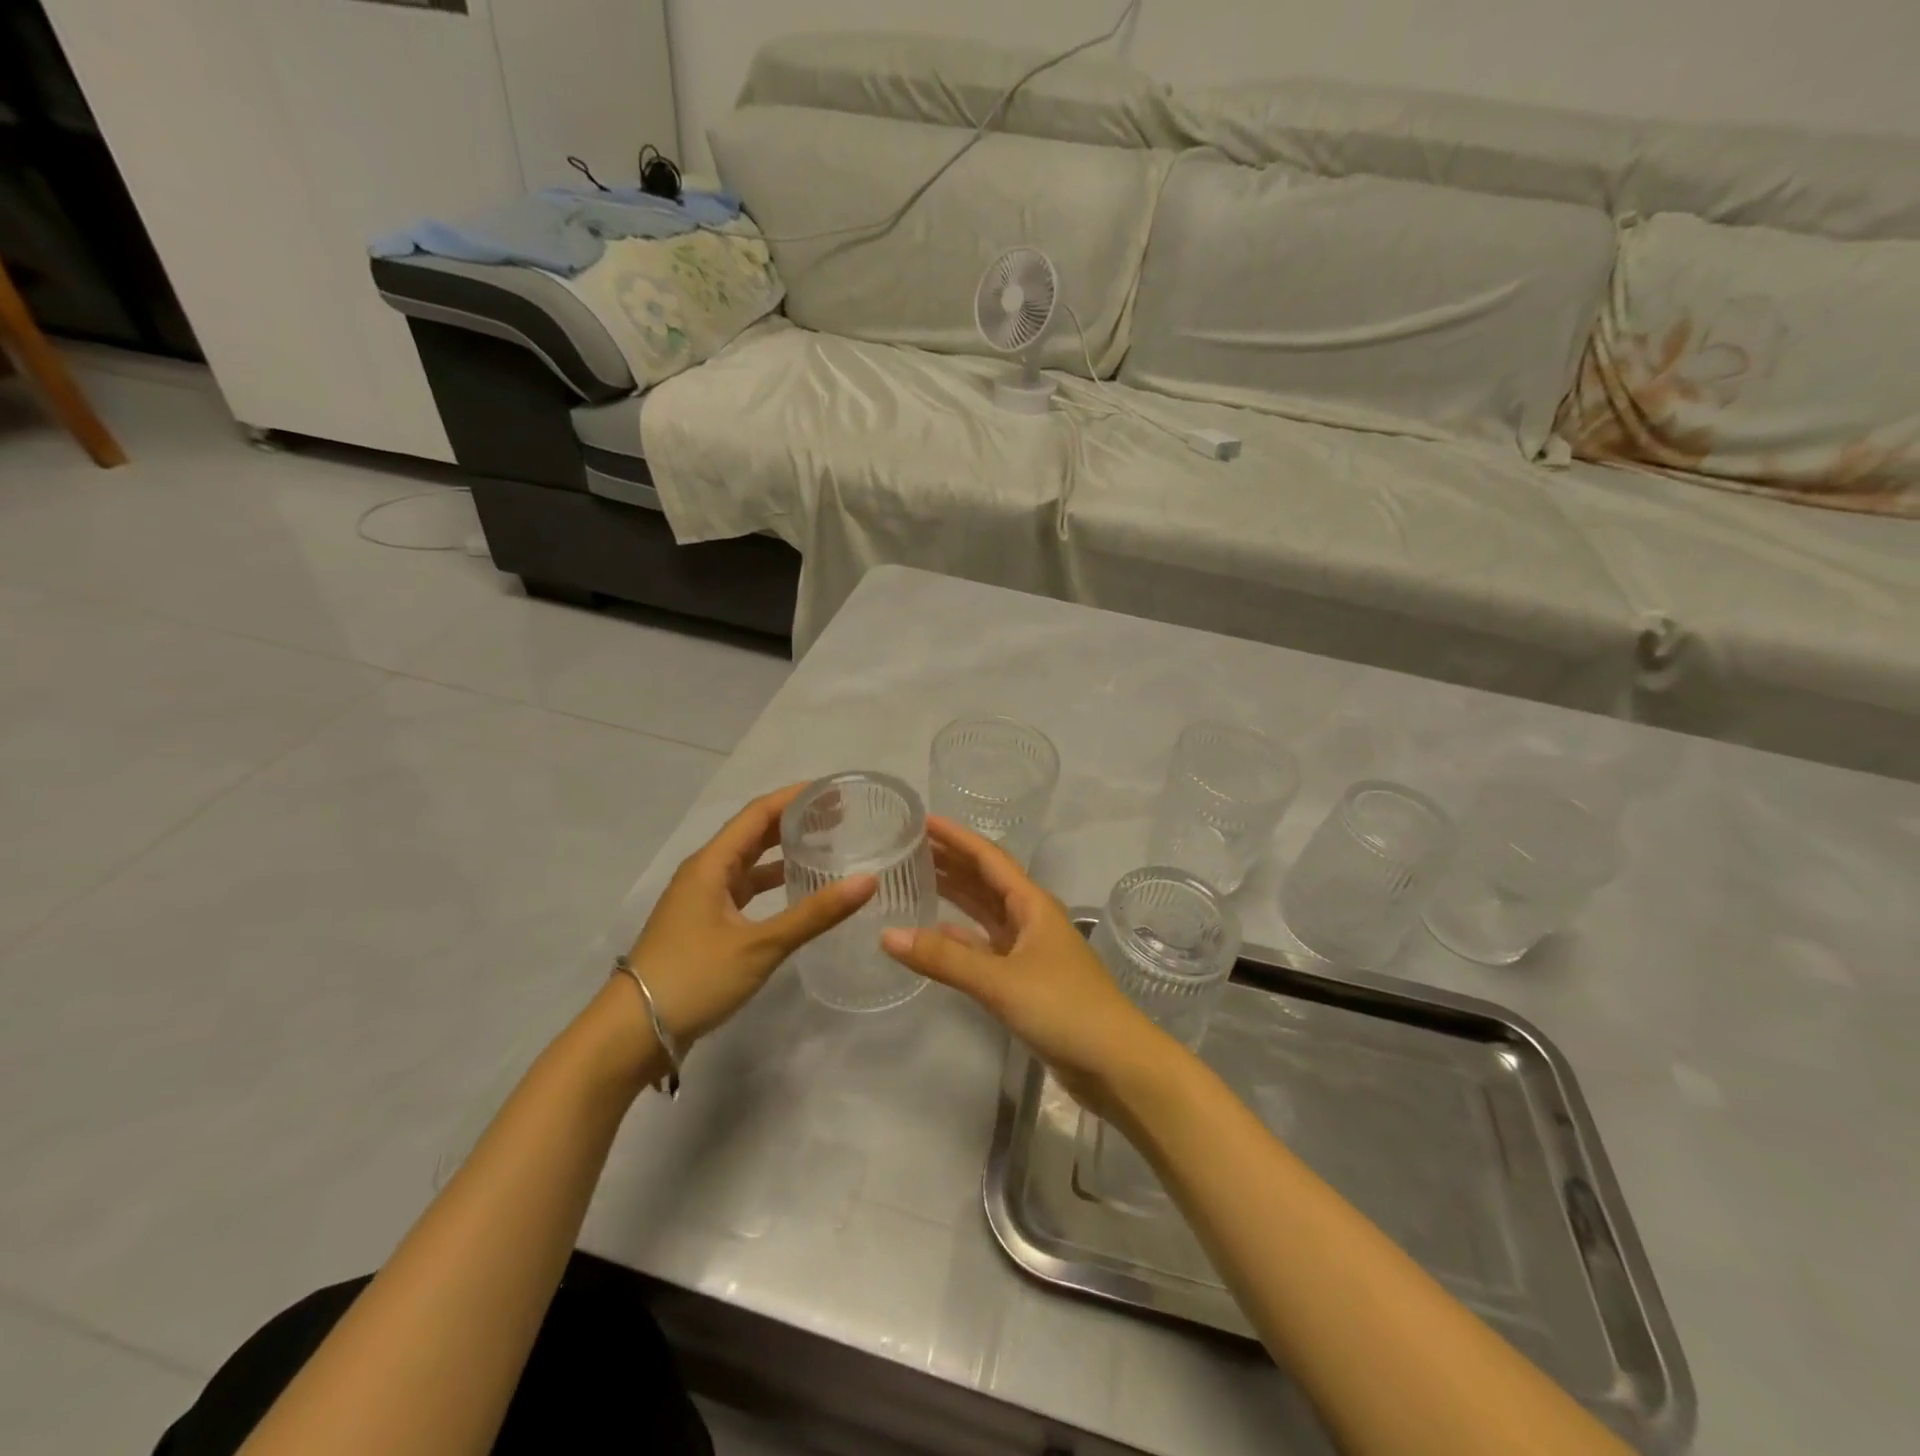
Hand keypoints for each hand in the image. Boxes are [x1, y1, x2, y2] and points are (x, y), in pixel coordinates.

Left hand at [625, 785, 875, 1048]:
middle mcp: (705, 872)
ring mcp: (702, 899)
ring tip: (825, 846)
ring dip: (782, 850)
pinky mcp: (704, 923)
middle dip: (793, 820)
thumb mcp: (760, 945)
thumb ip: (815, 914)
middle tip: (839, 816)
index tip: (833, 791)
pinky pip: (743, 888)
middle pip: (753, 833)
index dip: (795, 797)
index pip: (758, 813)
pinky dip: (771, 882)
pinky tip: (796, 890)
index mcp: (712, 864)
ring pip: (748, 862)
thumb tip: (868, 880)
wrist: (634, 1032)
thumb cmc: (694, 978)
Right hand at [881, 816, 1161, 1114]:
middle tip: (909, 848)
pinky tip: (937, 932)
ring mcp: (1030, 950)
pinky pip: (986, 946)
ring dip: (956, 896)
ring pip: (986, 913)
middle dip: (952, 862)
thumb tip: (887, 935)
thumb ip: (945, 958)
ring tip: (918, 880)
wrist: (1116, 1063)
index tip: (922, 820)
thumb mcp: (1001, 980)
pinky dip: (962, 937)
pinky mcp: (1026, 980)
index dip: (956, 837)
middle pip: (986, 881)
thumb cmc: (1064, 1008)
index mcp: (1033, 905)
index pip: (989, 858)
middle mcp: (1031, 919)